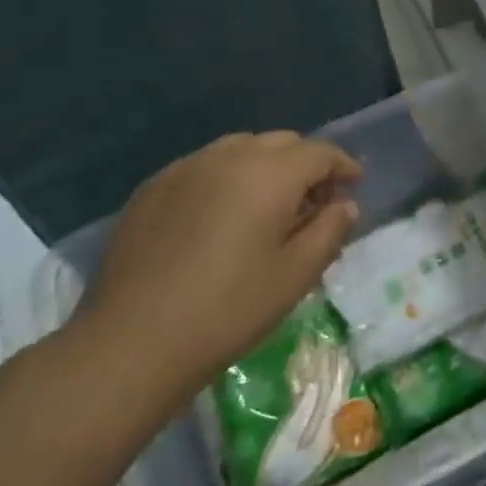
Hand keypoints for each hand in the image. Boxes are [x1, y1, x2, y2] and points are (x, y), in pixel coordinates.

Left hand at [68, 132, 361, 411]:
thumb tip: (344, 205)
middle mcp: (227, 157)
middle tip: (315, 201)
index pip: (319, 152)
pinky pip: (204, 166)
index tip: (354, 186)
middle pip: (281, 142)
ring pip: (240, 148)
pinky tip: (222, 215)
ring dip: (266, 166)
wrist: (131, 343)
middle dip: (306, 163)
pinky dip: (227, 177)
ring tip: (269, 205)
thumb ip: (330, 231)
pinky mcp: (152, 189)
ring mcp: (184, 169)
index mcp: (268, 174)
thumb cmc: (228, 310)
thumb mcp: (295, 276)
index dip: (343, 166)